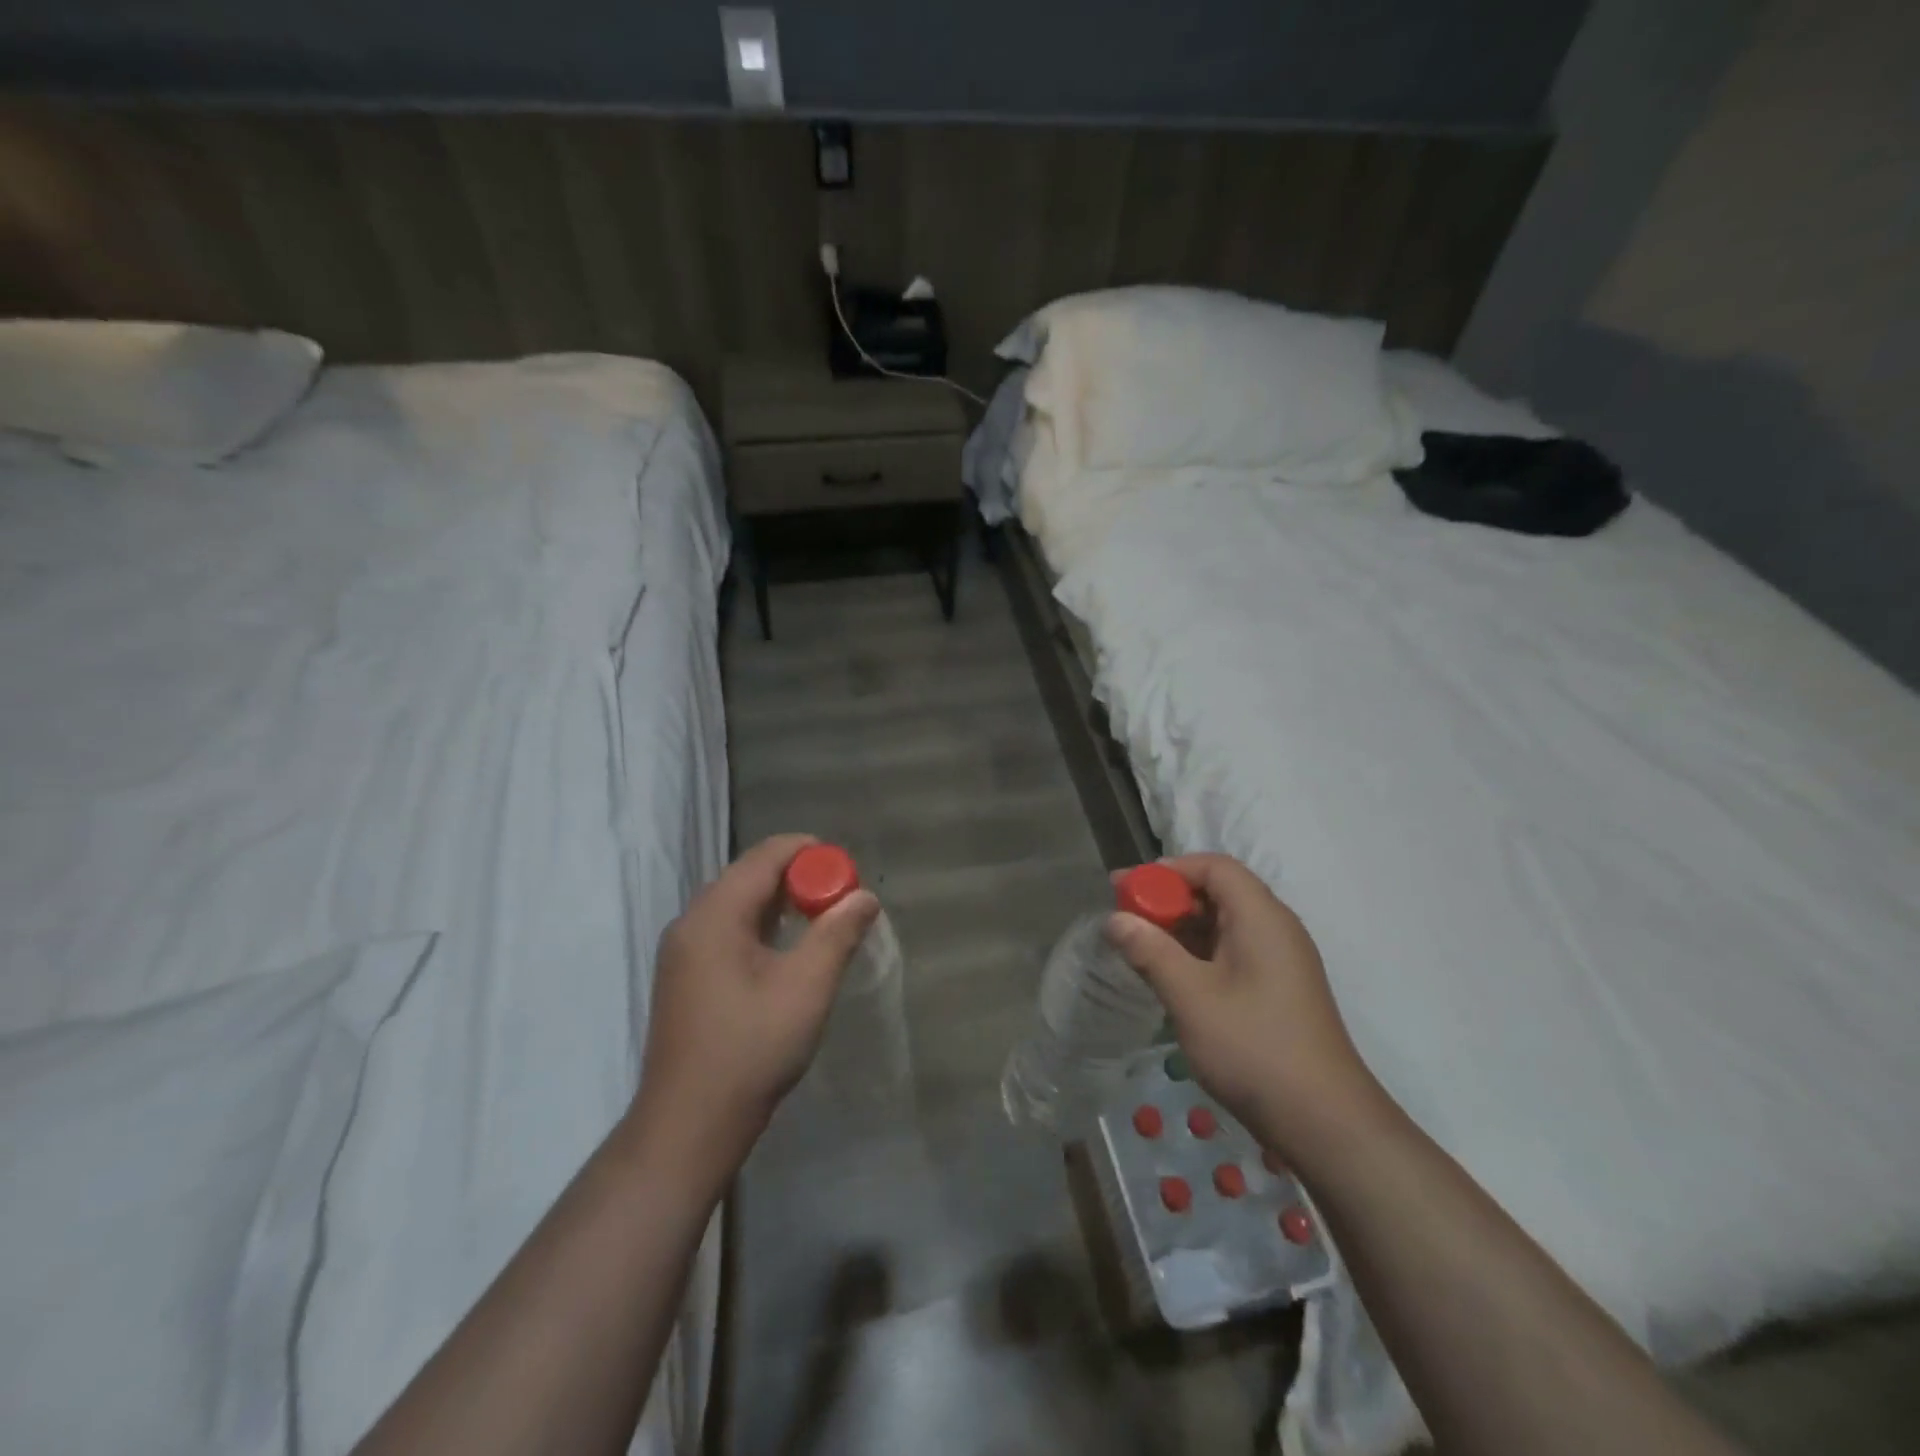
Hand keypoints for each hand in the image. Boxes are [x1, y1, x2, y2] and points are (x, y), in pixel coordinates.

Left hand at [628, 834, 878, 1182]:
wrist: (688, 1126)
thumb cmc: (751, 1050)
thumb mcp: (807, 987)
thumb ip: (837, 933)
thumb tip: (864, 896)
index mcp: (715, 915)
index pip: (766, 856)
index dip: (810, 853)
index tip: (847, 870)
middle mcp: (691, 922)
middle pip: (750, 876)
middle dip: (798, 877)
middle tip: (839, 897)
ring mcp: (682, 951)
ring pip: (738, 903)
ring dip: (780, 902)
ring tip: (820, 919)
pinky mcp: (684, 976)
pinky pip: (726, 929)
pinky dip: (761, 926)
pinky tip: (785, 950)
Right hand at [1107, 854, 1385, 1167]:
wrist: (1324, 1122)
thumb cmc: (1253, 1047)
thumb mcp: (1190, 997)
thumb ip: (1150, 951)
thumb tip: (1114, 920)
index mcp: (1261, 917)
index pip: (1214, 867)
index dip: (1168, 870)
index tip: (1126, 888)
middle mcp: (1275, 929)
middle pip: (1217, 892)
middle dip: (1168, 899)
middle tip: (1124, 917)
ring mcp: (1279, 961)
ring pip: (1223, 924)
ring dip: (1180, 928)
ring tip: (1138, 946)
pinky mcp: (1277, 990)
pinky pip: (1231, 952)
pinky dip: (1197, 953)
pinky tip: (1170, 975)